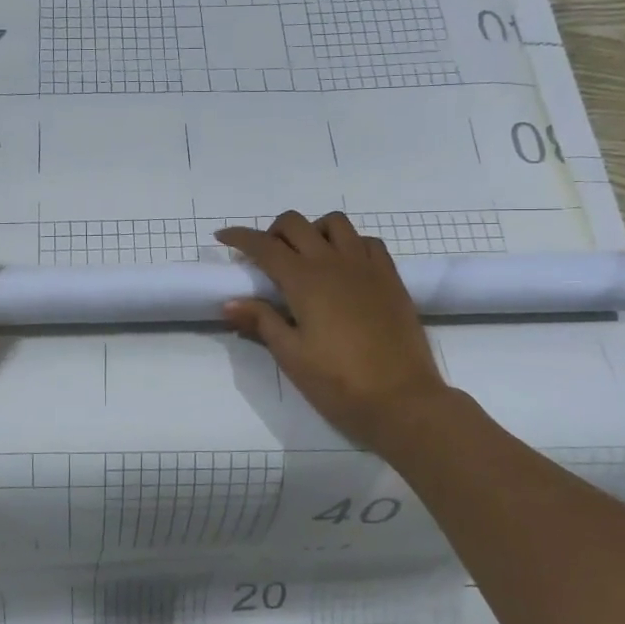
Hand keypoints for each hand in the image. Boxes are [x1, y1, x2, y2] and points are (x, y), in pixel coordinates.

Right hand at [217, 211, 453, 449]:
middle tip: (265, 257)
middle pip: (296, 224)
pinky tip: (344, 267)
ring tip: (307, 258)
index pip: (264, 246)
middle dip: (273, 232)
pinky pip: (367, 242)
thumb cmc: (339, 382)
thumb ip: (261, 321)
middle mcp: (334, 262)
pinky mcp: (391, 278)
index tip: (222, 237)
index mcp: (304, 280)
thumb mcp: (291, 355)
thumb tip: (230, 302)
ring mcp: (366, 266)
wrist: (402, 400)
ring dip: (313, 231)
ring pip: (335, 224)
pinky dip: (349, 243)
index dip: (239, 237)